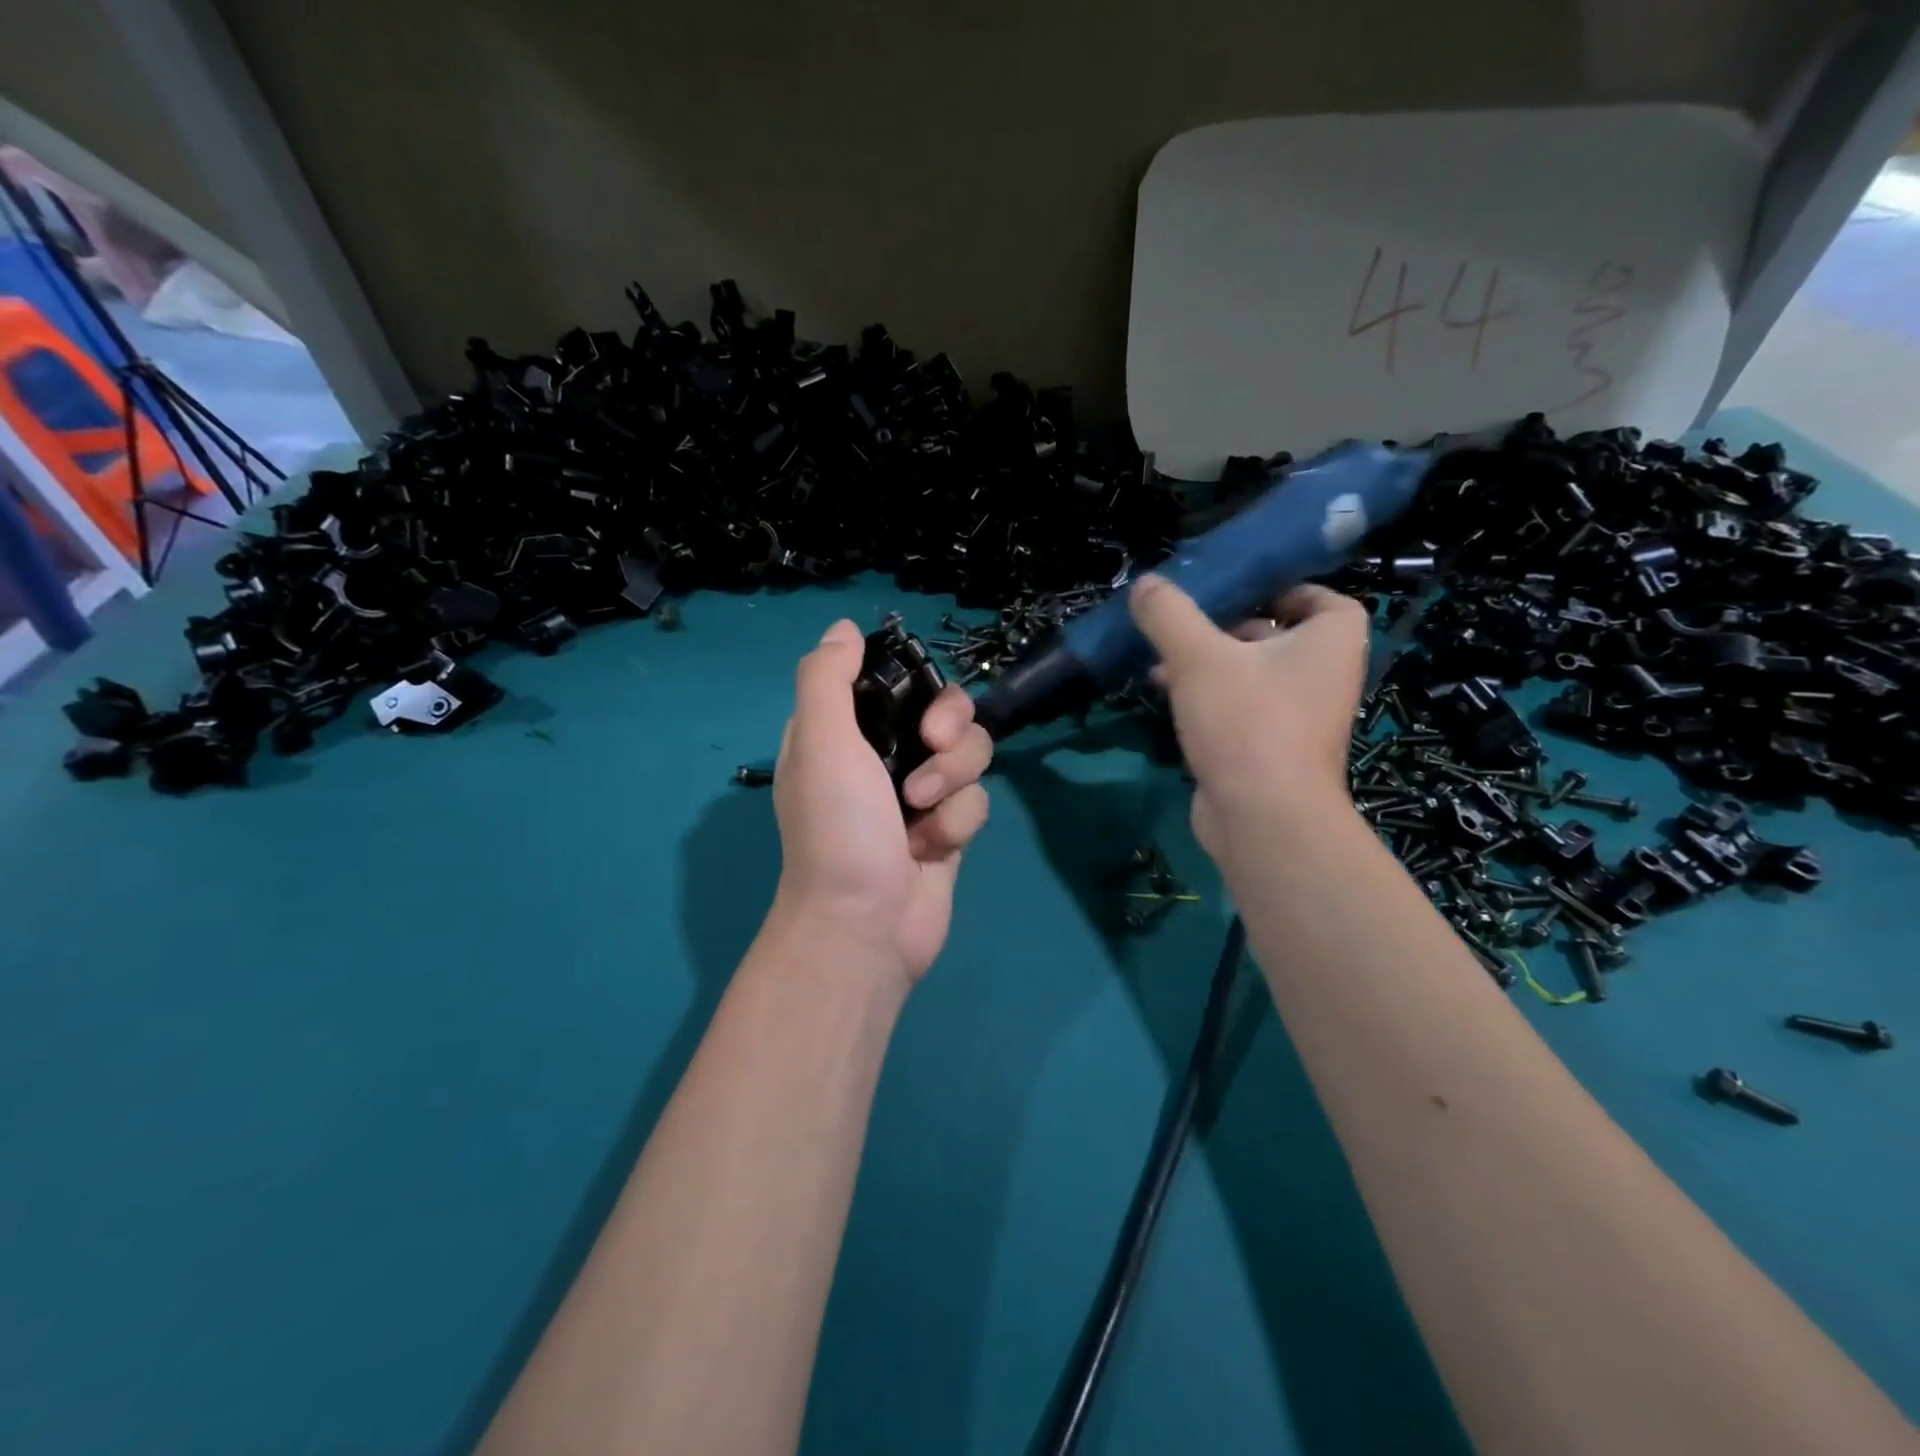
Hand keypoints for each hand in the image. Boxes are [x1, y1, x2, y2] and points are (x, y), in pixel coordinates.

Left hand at [770, 620, 992, 983]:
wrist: (864, 923)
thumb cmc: (837, 827)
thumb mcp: (819, 741)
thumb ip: (826, 677)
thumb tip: (846, 628)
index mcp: (845, 732)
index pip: (895, 681)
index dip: (916, 682)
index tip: (918, 697)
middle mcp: (883, 757)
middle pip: (948, 711)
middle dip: (950, 729)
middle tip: (932, 747)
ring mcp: (920, 794)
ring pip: (970, 754)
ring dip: (952, 780)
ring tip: (920, 812)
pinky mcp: (949, 829)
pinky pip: (976, 801)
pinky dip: (957, 822)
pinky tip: (930, 849)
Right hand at [1130, 575, 1366, 855]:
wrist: (1263, 818)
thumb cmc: (1247, 722)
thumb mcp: (1199, 657)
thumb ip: (1170, 615)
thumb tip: (1146, 584)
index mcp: (1329, 642)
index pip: (1322, 599)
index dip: (1282, 588)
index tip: (1237, 588)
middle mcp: (1322, 676)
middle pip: (1276, 635)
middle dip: (1226, 625)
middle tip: (1184, 619)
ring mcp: (1296, 717)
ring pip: (1250, 674)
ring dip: (1207, 662)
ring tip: (1159, 656)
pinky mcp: (1268, 750)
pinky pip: (1237, 708)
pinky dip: (1205, 696)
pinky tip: (1163, 691)